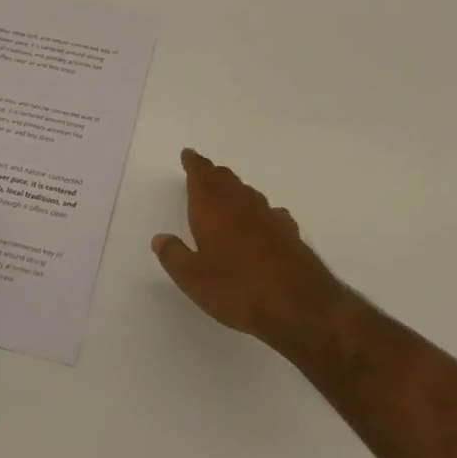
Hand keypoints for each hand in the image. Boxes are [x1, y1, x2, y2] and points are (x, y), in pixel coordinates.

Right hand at [152, 149, 345, 353]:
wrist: (297, 303)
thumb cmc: (236, 288)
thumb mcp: (192, 278)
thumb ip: (174, 255)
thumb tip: (160, 238)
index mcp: (213, 208)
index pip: (202, 175)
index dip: (194, 163)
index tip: (189, 154)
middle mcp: (242, 204)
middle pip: (226, 180)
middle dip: (213, 175)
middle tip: (204, 173)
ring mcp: (269, 217)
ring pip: (248, 194)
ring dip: (236, 191)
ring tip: (229, 196)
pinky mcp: (289, 233)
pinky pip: (270, 213)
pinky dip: (260, 213)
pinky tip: (263, 223)